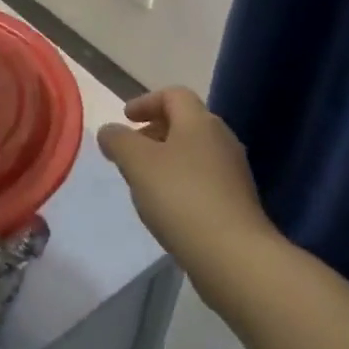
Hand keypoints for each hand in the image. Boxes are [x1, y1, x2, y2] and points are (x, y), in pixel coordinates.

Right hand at [98, 88, 275, 274]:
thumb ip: (118, 140)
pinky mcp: (238, 200)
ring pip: (195, 151)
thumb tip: (110, 130)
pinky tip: (168, 206)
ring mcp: (234, 170)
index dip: (146, 101)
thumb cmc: (181, 197)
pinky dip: (182, 180)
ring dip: (168, 157)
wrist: (233, 253)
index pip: (173, 94)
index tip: (126, 118)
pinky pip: (204, 177)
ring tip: (145, 180)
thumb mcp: (137, 163)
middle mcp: (221, 138)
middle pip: (186, 122)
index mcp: (199, 121)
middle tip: (132, 150)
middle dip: (155, 131)